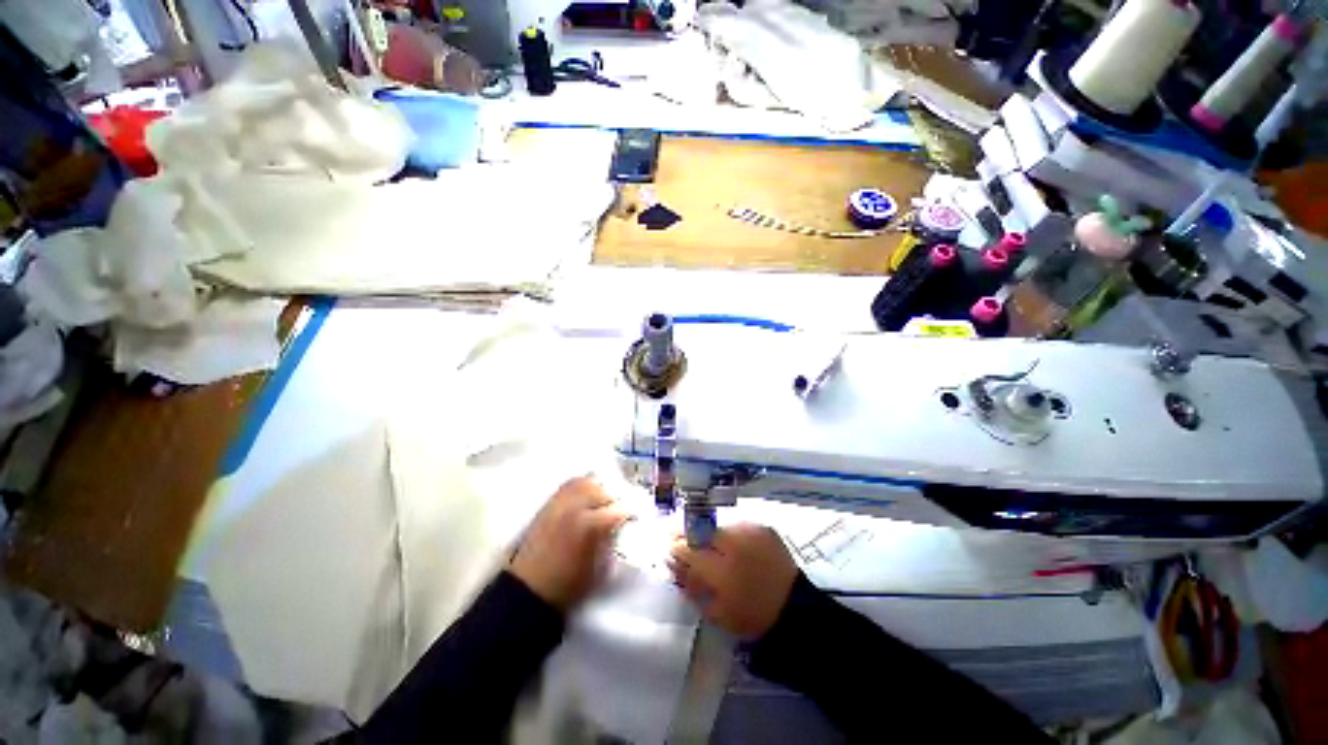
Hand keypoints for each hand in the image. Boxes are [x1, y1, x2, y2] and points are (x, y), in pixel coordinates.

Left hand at [509, 477, 629, 610]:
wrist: (529, 590)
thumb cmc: (569, 585)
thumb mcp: (601, 567)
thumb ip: (614, 539)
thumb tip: (625, 524)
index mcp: (591, 525)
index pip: (621, 508)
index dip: (632, 511)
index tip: (636, 516)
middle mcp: (576, 507)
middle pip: (606, 490)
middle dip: (618, 497)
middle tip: (623, 507)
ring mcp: (561, 502)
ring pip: (589, 481)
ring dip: (602, 488)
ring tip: (607, 498)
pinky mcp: (550, 502)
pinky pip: (572, 483)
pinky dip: (584, 484)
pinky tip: (590, 492)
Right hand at [668, 524, 797, 638]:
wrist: (795, 608)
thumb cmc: (752, 617)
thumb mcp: (716, 612)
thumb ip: (691, 585)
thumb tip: (673, 563)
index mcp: (721, 569)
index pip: (687, 548)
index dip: (674, 546)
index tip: (668, 547)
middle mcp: (734, 542)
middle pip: (700, 528)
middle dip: (687, 532)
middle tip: (680, 537)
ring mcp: (750, 530)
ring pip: (717, 524)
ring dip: (709, 532)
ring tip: (709, 543)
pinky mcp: (762, 526)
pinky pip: (736, 524)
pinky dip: (729, 532)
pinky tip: (730, 543)